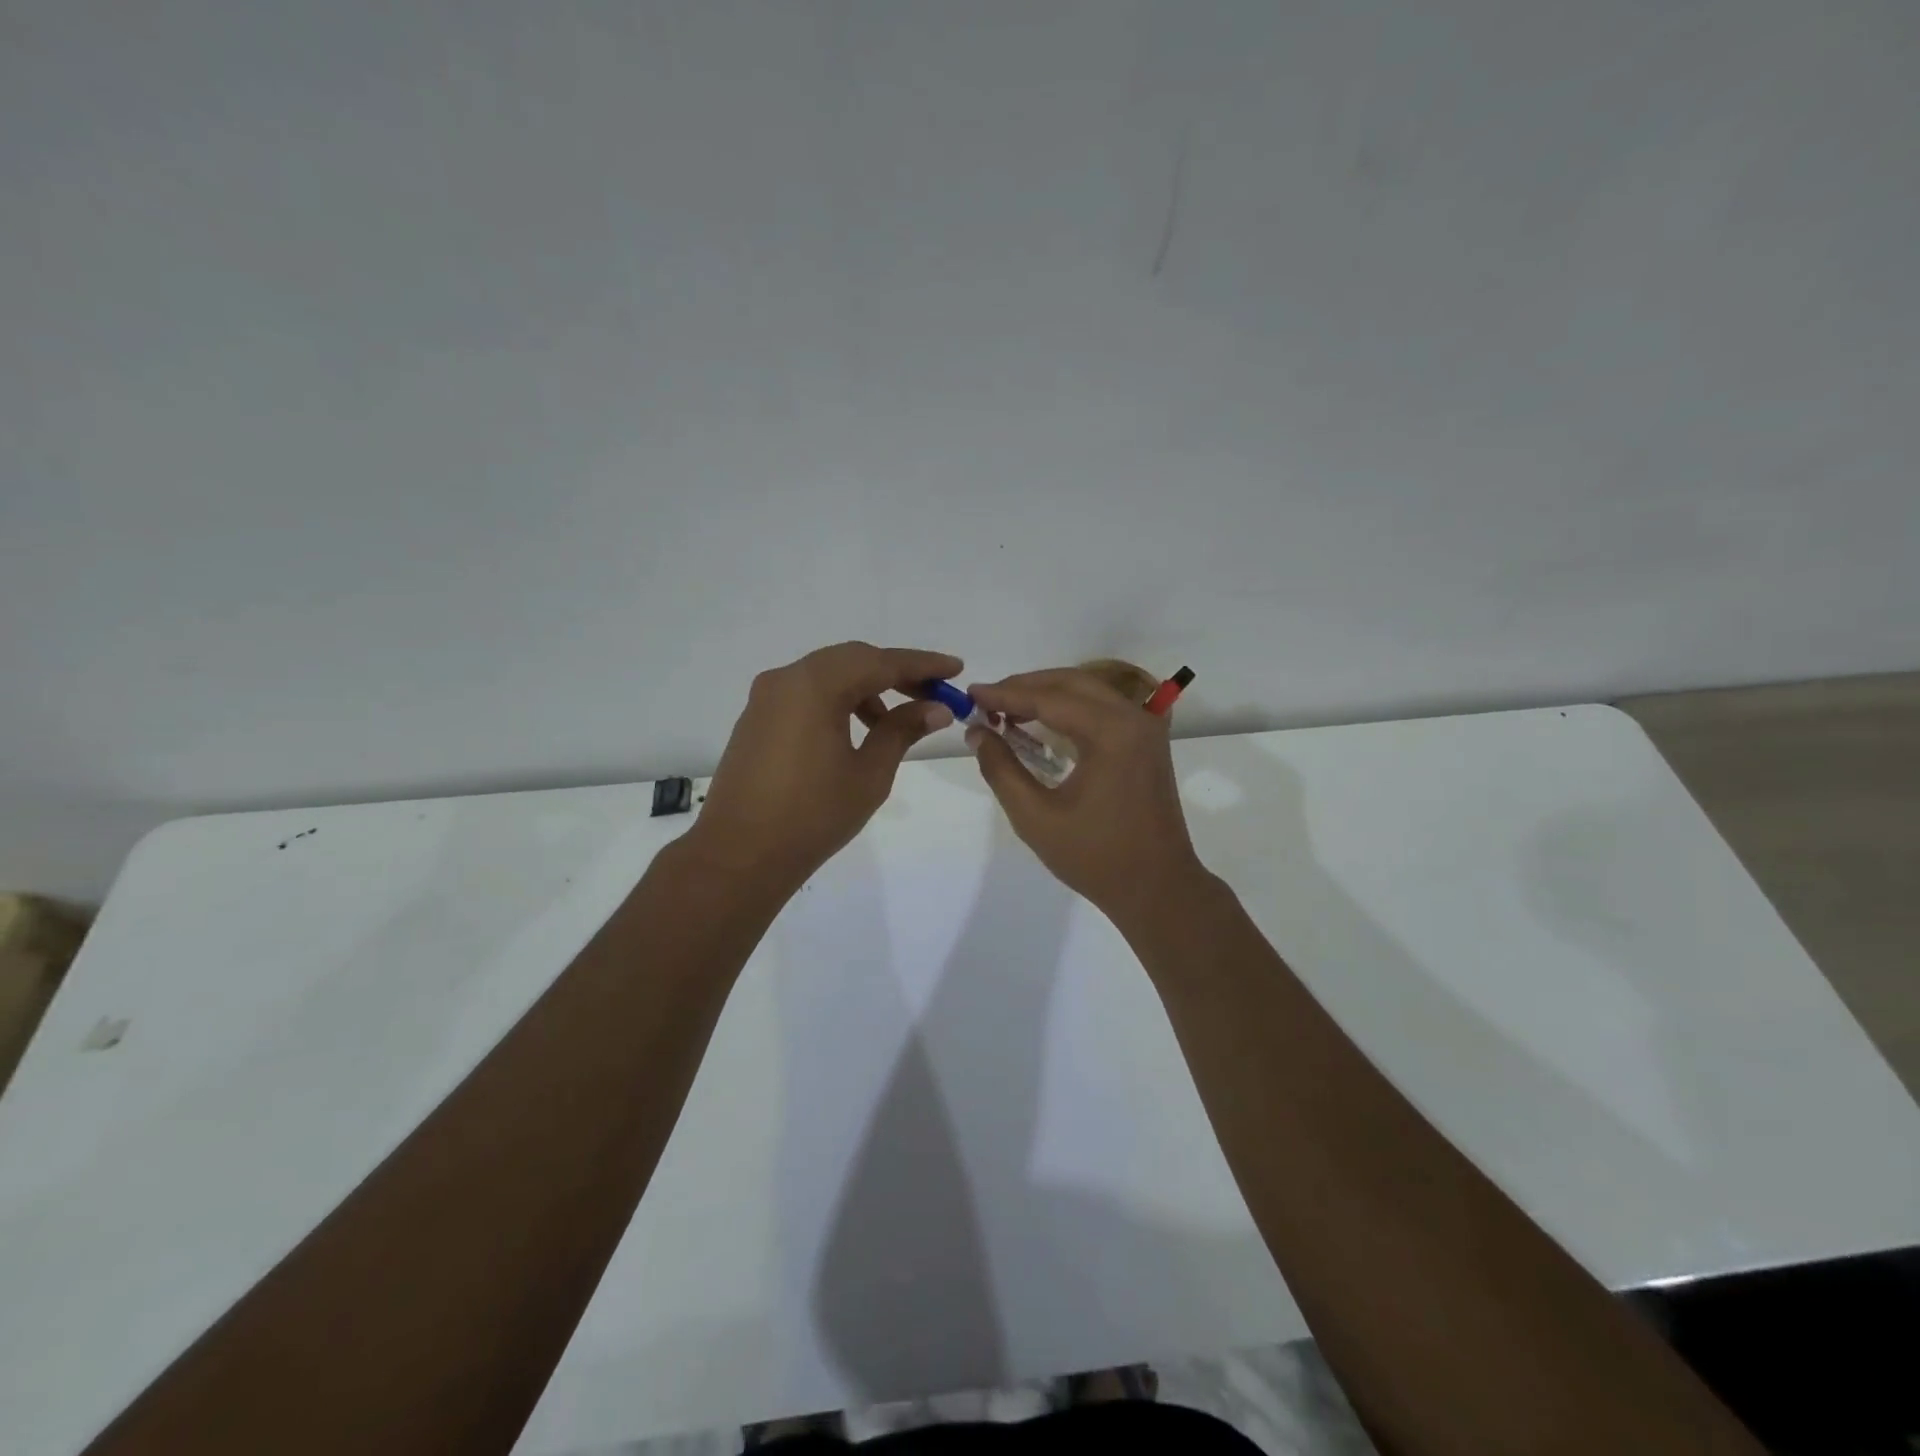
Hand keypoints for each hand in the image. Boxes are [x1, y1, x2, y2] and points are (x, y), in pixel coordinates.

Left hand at [687, 642, 961, 891]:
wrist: (739, 855)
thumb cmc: (813, 816)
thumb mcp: (869, 773)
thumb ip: (902, 730)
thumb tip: (936, 708)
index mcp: (815, 685)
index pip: (880, 662)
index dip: (922, 664)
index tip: (955, 668)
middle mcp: (787, 679)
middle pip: (853, 659)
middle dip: (895, 673)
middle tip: (932, 694)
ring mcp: (767, 697)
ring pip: (828, 674)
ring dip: (866, 688)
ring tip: (894, 723)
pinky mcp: (757, 717)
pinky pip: (806, 692)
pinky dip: (837, 700)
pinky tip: (856, 730)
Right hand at [968, 669, 1206, 918]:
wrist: (1157, 888)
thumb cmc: (1095, 857)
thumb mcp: (1035, 817)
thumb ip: (1001, 769)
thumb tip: (976, 732)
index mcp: (1111, 732)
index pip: (1048, 699)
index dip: (1005, 695)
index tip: (970, 694)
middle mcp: (1133, 718)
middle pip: (1071, 683)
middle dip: (1025, 687)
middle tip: (986, 700)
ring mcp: (1145, 729)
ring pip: (1089, 691)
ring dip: (1047, 694)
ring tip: (1007, 709)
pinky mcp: (1147, 742)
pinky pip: (1103, 709)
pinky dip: (1070, 708)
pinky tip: (1042, 723)